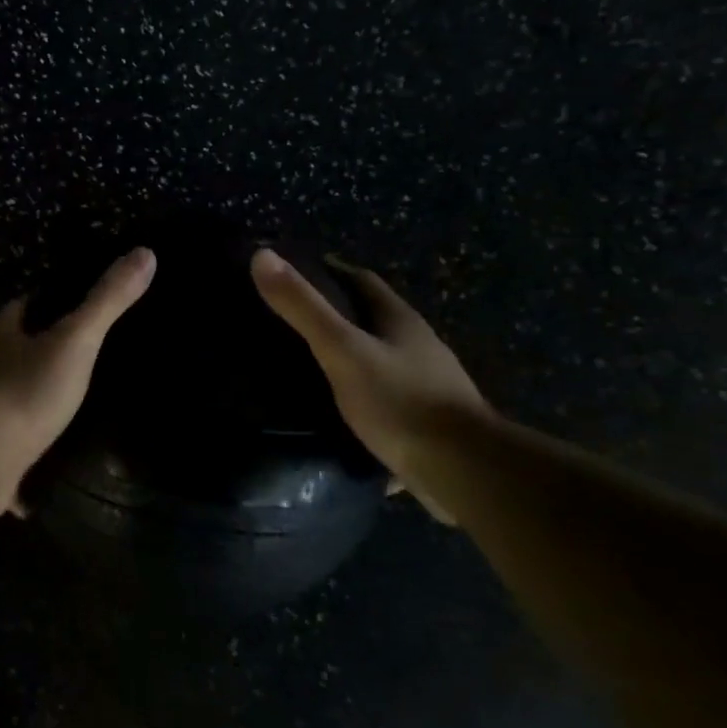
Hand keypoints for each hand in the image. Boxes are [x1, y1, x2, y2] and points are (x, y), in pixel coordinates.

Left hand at [0, 247, 156, 472]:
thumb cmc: (28, 388)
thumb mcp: (77, 340)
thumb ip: (107, 301)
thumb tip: (145, 253)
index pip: (15, 310)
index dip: (35, 304)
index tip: (56, 303)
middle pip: (3, 355)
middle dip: (25, 355)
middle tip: (62, 361)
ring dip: (18, 403)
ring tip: (54, 412)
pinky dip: (15, 461)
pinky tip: (35, 478)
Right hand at [250, 248, 487, 510]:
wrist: (464, 471)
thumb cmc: (400, 401)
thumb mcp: (343, 350)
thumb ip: (304, 308)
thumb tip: (262, 255)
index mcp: (400, 321)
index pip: (362, 281)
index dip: (330, 271)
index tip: (294, 274)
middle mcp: (418, 347)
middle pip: (373, 320)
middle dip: (337, 317)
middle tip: (290, 323)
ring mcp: (427, 385)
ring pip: (380, 361)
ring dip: (350, 359)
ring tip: (305, 369)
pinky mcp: (426, 422)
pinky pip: (386, 400)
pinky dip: (360, 399)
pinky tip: (336, 417)